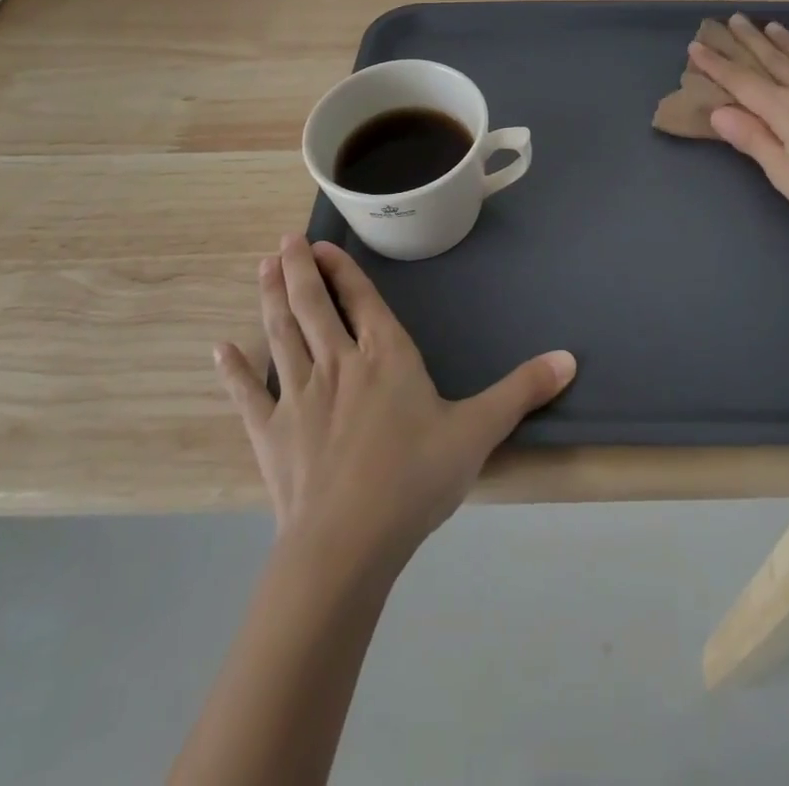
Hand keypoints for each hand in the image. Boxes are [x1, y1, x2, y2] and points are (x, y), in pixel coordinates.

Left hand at [214, 235, 575, 567]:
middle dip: (298, 271)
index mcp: (386, 356)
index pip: (361, 301)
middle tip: (283, 243)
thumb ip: (521, 391)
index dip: (341, 270)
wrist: (347, 544)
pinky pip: (248, 394)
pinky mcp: (270, 433)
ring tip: (261, 269)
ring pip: (281, 334)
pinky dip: (233, 371)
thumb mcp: (478, 431)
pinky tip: (218, 350)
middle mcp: (339, 363)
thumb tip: (570, 358)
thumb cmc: (415, 478)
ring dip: (269, 299)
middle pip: (313, 306)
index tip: (320, 247)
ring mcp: (299, 396)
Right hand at [689, 15, 788, 236]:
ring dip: (783, 40)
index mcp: (784, 110)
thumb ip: (753, 139)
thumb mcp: (786, 175)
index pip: (741, 81)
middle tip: (732, 19)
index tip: (696, 46)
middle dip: (748, 40)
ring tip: (769, 25)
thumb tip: (718, 110)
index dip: (716, 64)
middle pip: (771, 59)